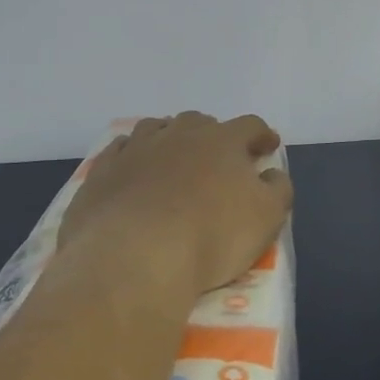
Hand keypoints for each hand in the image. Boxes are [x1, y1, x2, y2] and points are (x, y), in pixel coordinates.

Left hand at [60, 112, 293, 300]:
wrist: (134, 257)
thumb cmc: (211, 236)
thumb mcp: (267, 217)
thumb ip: (278, 189)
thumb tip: (272, 174)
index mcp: (222, 141)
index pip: (249, 126)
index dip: (261, 135)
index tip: (267, 147)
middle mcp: (179, 135)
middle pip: (199, 121)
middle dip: (213, 134)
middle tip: (218, 156)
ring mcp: (136, 150)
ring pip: (156, 128)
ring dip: (169, 137)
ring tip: (173, 157)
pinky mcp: (102, 173)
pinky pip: (119, 151)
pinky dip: (132, 155)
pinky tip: (134, 170)